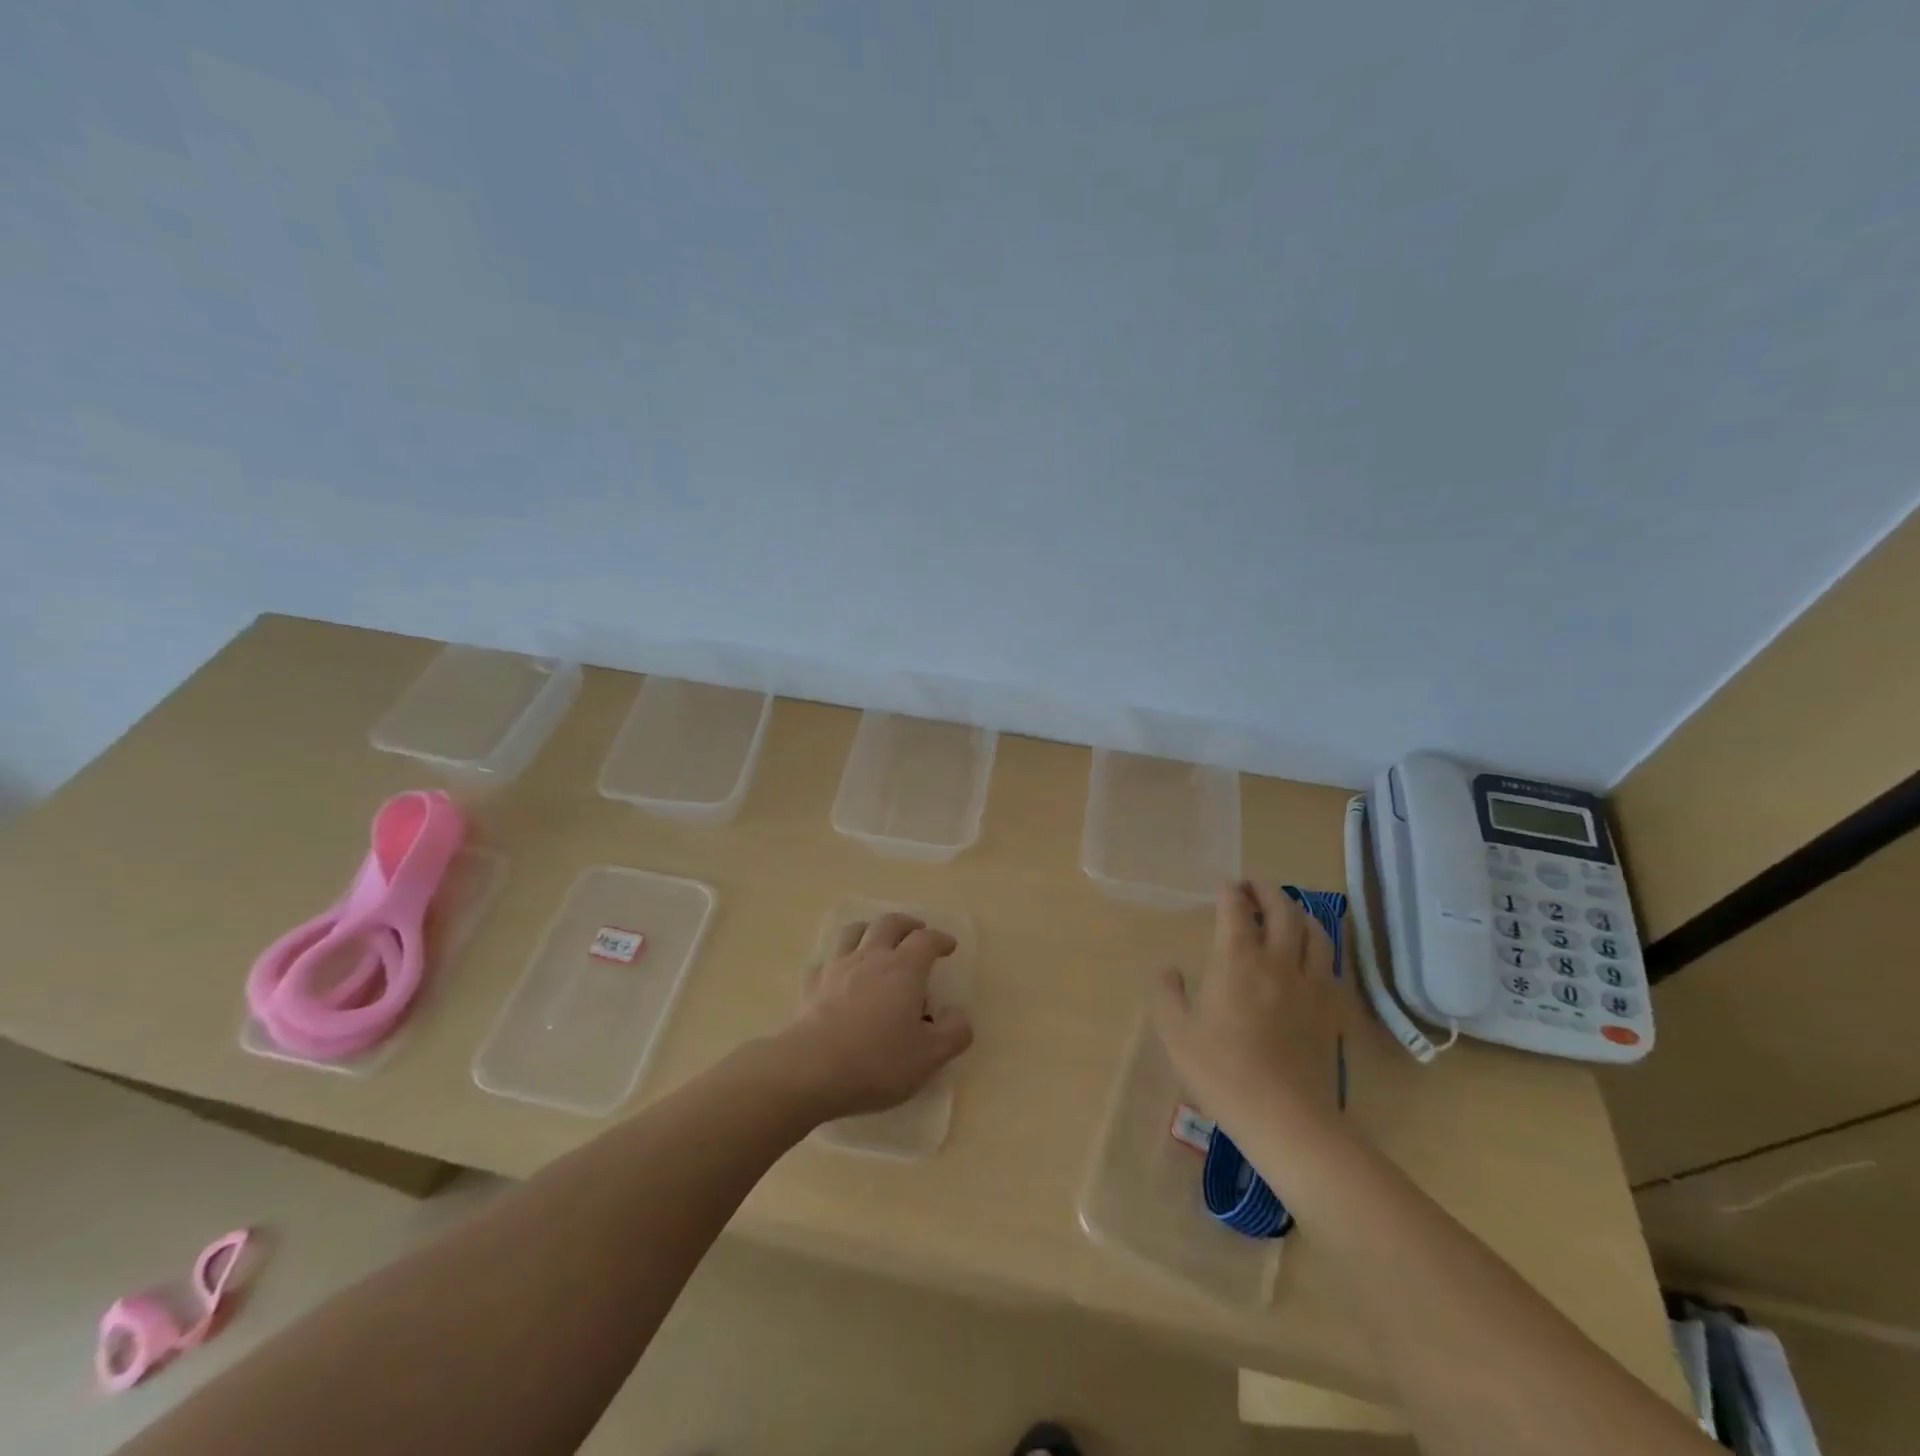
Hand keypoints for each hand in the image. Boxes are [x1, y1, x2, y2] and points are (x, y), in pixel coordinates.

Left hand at [776, 912, 973, 1122]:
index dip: (940, 939)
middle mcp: (871, 957)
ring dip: (870, 928)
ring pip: (854, 931)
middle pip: (889, 923)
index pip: (926, 940)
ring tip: (877, 939)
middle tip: (916, 931)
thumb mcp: (929, 1057)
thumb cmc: (876, 1062)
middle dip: (906, 924)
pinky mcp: (812, 985)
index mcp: (904, 969)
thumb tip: (958, 1014)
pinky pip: (826, 959)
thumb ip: (953, 1033)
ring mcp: (837, 967)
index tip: (949, 946)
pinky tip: (839, 971)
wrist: (810, 1070)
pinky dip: (837, 958)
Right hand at [1151, 882, 1342, 1125]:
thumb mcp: (1176, 1033)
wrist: (1287, 1118)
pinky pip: (1330, 963)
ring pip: (1314, 931)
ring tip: (1286, 912)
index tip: (1224, 886)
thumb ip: (1166, 993)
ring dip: (1298, 913)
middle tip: (1252, 887)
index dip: (1230, 891)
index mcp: (1237, 960)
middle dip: (1266, 890)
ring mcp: (1312, 984)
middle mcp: (1278, 961)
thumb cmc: (1222, 1072)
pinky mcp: (1333, 1009)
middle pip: (1282, 909)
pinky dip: (1318, 946)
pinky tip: (1310, 956)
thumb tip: (1168, 968)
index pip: (1236, 909)